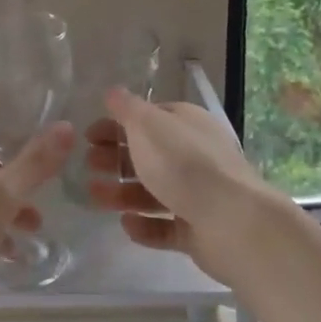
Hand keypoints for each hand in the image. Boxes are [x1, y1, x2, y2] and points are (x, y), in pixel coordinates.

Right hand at [85, 87, 278, 285]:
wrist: (232, 221)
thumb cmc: (184, 164)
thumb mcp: (148, 126)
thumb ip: (127, 109)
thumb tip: (113, 91)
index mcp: (186, 124)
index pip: (148, 119)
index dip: (116, 125)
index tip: (88, 137)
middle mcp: (195, 155)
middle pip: (149, 155)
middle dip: (115, 159)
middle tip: (88, 166)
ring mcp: (199, 194)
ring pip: (153, 192)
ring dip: (122, 193)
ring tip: (95, 198)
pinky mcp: (199, 230)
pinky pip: (166, 226)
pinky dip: (145, 226)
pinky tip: (127, 224)